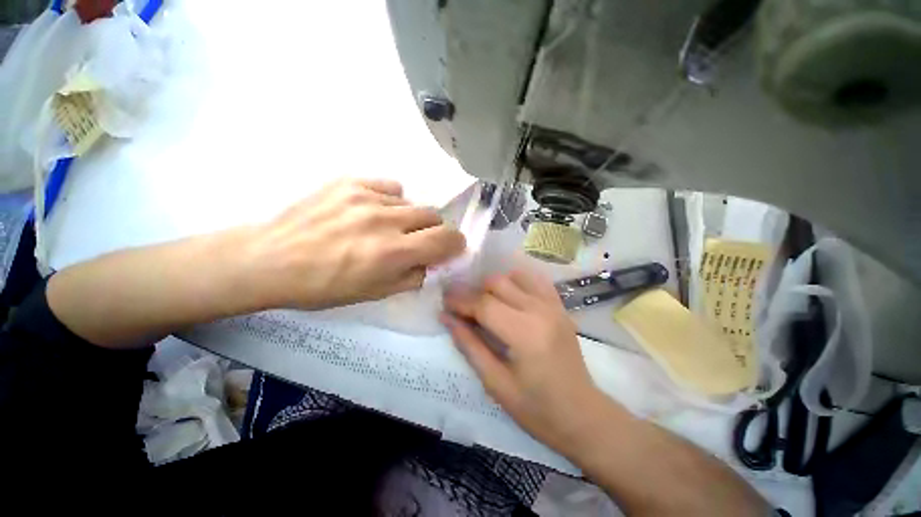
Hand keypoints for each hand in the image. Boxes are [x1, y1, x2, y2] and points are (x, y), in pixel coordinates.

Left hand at [247, 178, 465, 309]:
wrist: (271, 260)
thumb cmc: (324, 286)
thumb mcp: (375, 293)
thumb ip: (413, 276)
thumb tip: (431, 263)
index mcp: (393, 253)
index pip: (446, 239)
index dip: (455, 243)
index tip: (451, 248)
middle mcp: (386, 221)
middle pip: (434, 215)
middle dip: (432, 230)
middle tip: (416, 241)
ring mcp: (367, 197)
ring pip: (411, 202)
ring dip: (409, 218)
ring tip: (386, 228)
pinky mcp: (350, 182)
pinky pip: (390, 187)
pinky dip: (391, 201)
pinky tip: (373, 211)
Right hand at [441, 269, 609, 455]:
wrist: (583, 416)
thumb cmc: (537, 409)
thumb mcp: (495, 383)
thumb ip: (469, 345)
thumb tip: (446, 318)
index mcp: (525, 333)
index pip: (484, 304)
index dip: (460, 301)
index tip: (444, 303)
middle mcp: (540, 310)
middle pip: (497, 283)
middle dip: (474, 292)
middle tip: (462, 308)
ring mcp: (553, 305)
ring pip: (514, 276)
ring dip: (494, 286)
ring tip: (485, 304)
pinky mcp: (560, 307)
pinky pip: (534, 280)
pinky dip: (516, 282)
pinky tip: (508, 296)